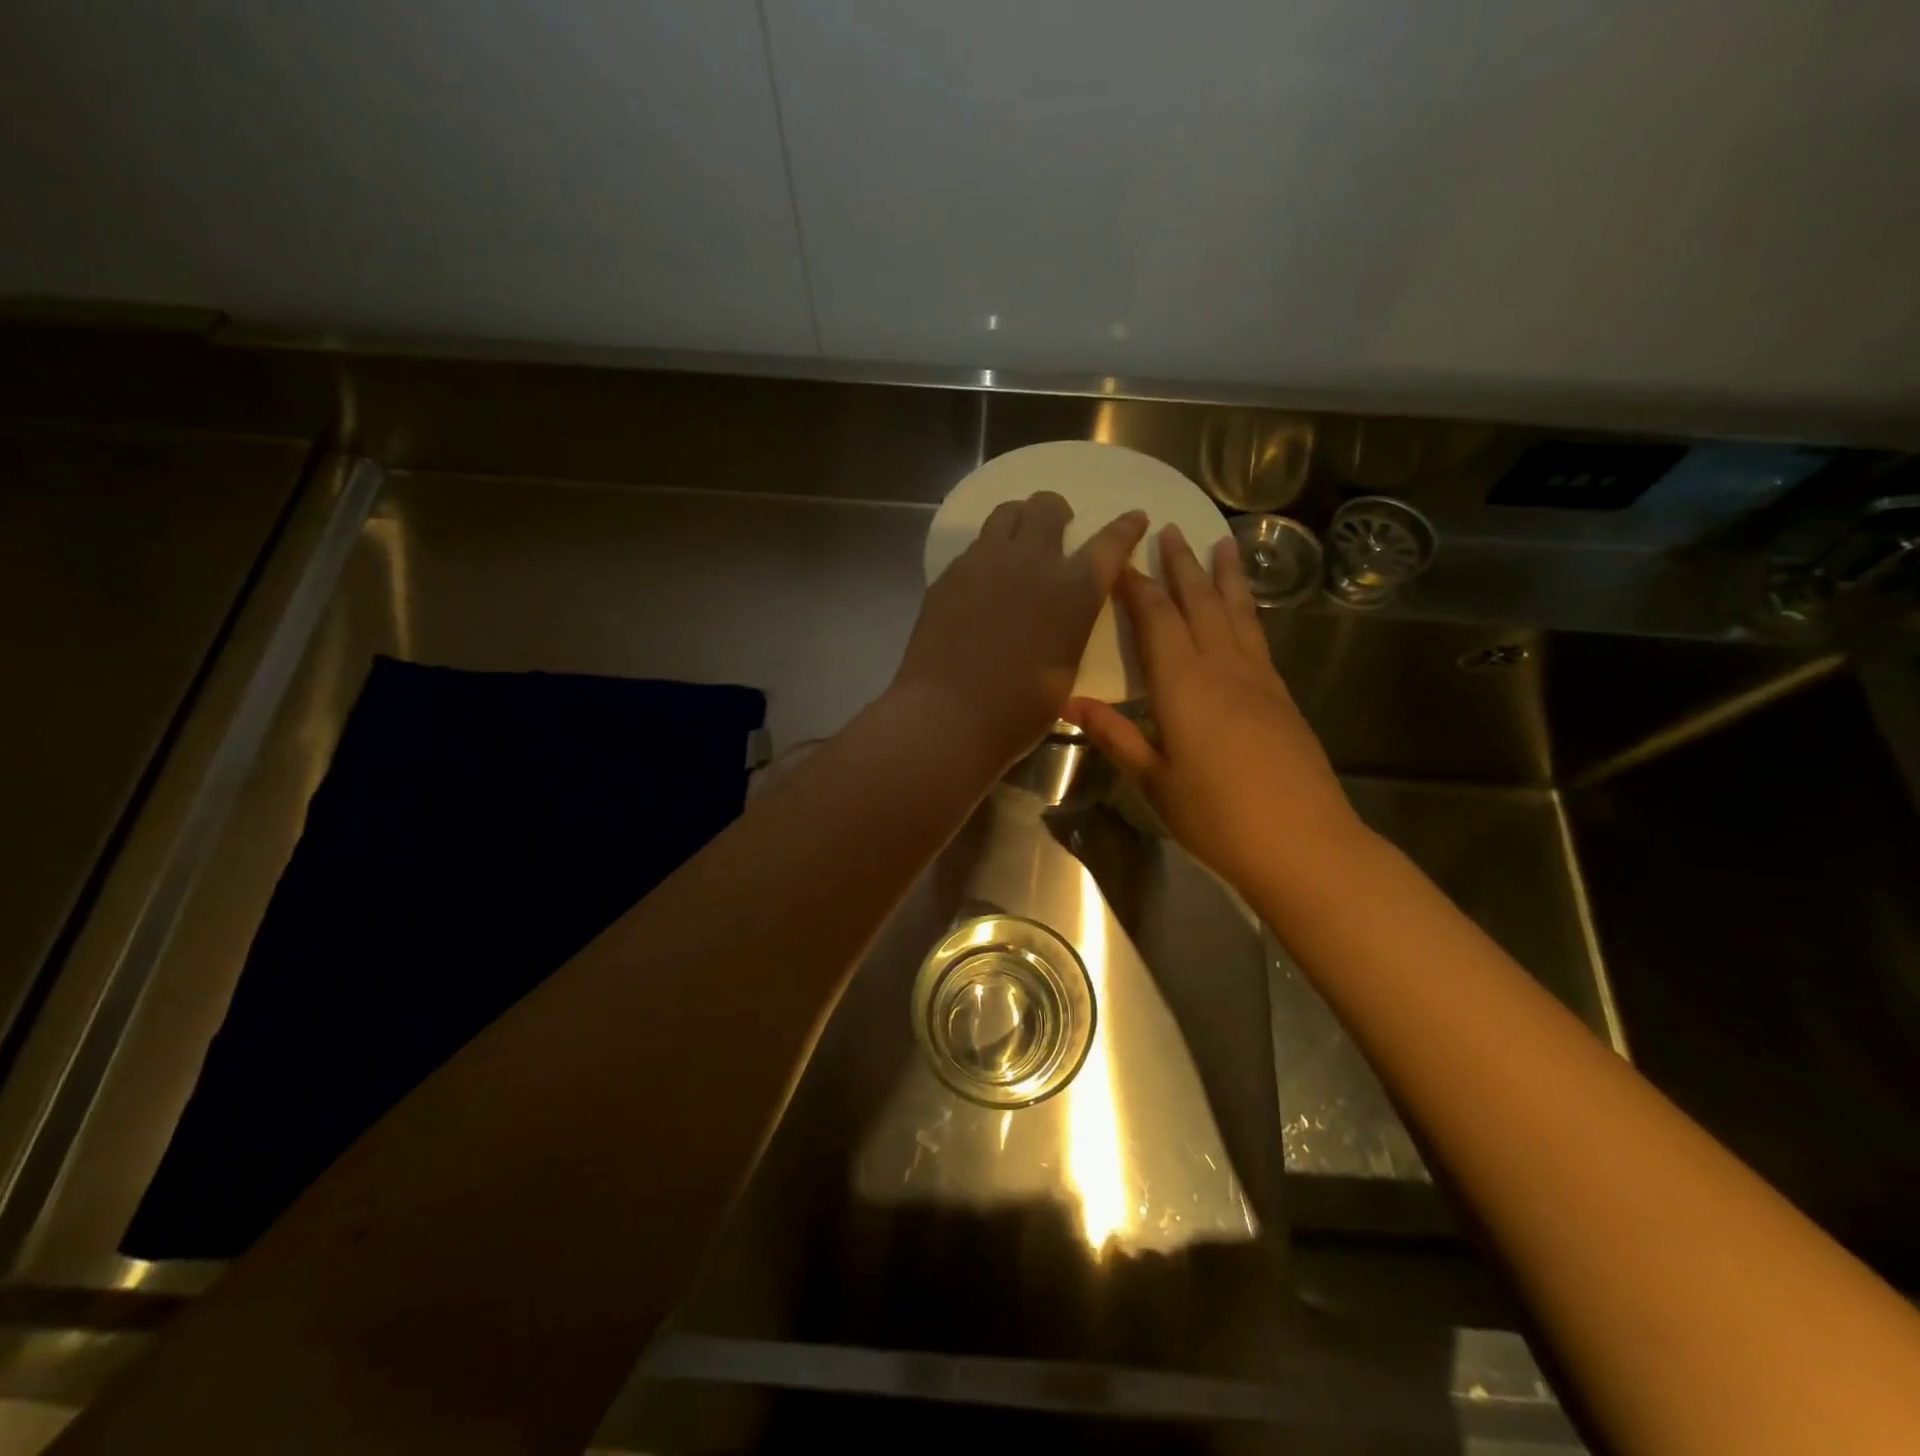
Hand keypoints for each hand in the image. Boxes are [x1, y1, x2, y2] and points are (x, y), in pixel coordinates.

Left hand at [891, 492, 1147, 768]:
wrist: (947, 716)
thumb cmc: (1017, 710)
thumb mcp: (1065, 669)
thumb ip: (1069, 629)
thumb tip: (1061, 616)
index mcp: (1073, 590)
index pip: (1109, 543)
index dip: (1125, 527)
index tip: (1134, 517)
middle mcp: (1031, 562)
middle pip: (1047, 506)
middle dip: (1057, 513)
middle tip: (1056, 532)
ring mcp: (984, 562)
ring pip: (1006, 513)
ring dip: (1019, 521)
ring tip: (1017, 546)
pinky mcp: (950, 574)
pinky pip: (975, 546)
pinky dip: (987, 553)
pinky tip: (983, 581)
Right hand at [1065, 524, 1363, 893]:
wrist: (1303, 844)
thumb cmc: (1217, 817)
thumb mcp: (1154, 781)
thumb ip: (1114, 735)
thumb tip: (1067, 701)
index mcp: (1183, 686)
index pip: (1156, 620)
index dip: (1135, 586)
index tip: (1118, 556)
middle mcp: (1222, 668)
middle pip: (1199, 604)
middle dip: (1181, 565)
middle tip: (1169, 529)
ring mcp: (1258, 679)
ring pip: (1236, 613)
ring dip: (1224, 576)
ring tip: (1221, 541)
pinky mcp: (1280, 695)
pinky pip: (1257, 635)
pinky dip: (1247, 609)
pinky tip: (1244, 606)